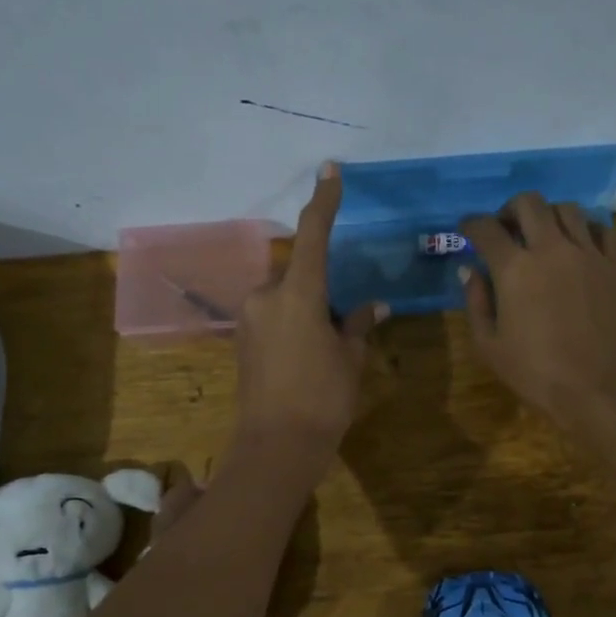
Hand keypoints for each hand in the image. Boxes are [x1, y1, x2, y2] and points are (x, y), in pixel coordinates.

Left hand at [231, 163, 385, 470]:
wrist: (276, 446)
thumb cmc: (323, 398)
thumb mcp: (350, 359)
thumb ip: (359, 325)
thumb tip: (373, 306)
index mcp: (298, 293)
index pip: (313, 235)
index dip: (324, 201)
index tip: (330, 170)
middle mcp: (265, 296)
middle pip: (297, 271)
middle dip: (319, 284)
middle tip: (343, 318)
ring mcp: (248, 318)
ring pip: (283, 295)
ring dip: (305, 305)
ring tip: (327, 344)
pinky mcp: (241, 339)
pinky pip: (271, 315)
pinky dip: (291, 322)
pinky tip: (306, 354)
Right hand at [460, 193, 615, 427]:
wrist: (605, 390)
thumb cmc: (538, 374)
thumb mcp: (491, 347)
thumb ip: (476, 302)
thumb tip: (470, 270)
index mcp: (515, 269)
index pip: (486, 229)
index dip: (471, 225)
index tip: (466, 230)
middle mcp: (552, 249)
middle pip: (528, 203)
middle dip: (509, 209)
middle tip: (505, 228)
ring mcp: (590, 254)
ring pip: (567, 209)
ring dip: (547, 215)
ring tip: (543, 235)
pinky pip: (601, 229)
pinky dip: (584, 229)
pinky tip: (578, 246)